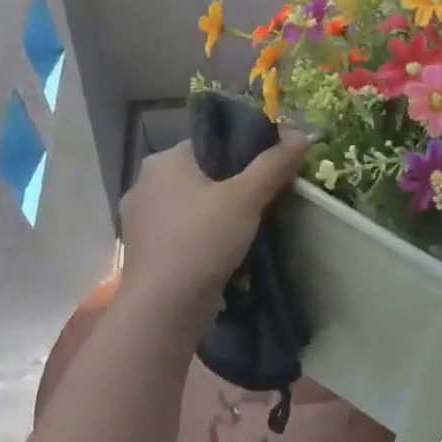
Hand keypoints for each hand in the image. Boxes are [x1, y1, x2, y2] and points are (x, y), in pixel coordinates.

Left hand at [117, 133, 309, 319]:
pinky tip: (224, 251)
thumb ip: (274, 164)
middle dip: (230, 186)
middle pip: (200, 175)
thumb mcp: (247, 197)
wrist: (164, 307)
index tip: (270, 171)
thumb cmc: (203, 240)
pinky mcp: (144, 252)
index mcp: (164, 161)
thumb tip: (301, 134)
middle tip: (265, 201)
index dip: (243, 153)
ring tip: (249, 228)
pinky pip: (181, 233)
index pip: (209, 143)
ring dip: (215, 214)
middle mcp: (144, 184)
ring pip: (190, 206)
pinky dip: (201, 237)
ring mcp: (139, 220)